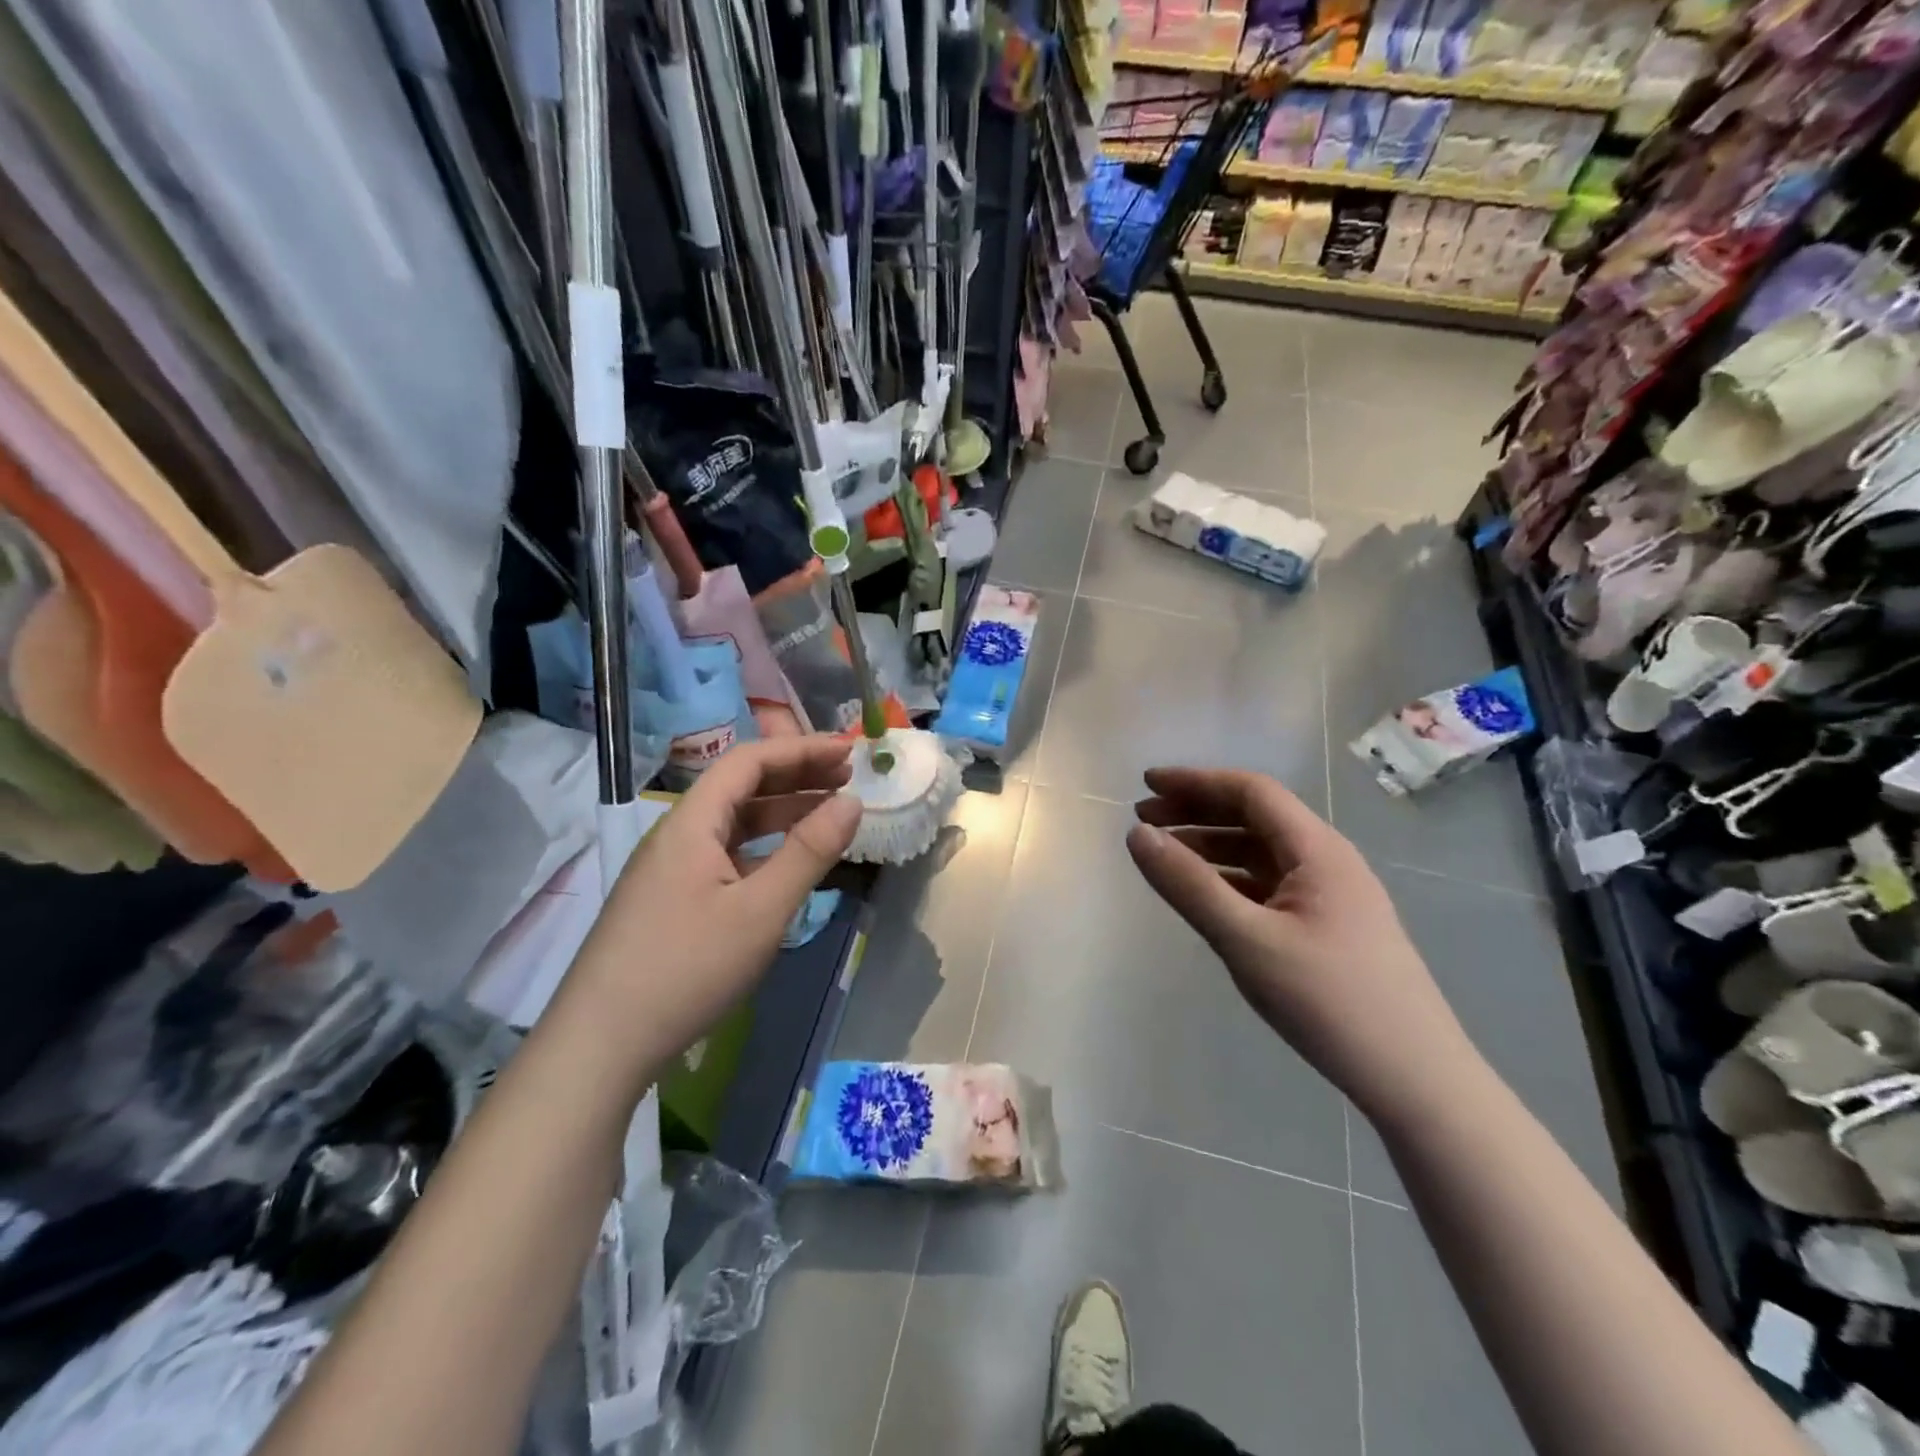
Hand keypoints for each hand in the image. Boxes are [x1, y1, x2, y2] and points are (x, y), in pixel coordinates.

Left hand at [561, 736, 861, 1075]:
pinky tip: (789, 865)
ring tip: (830, 815)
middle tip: (847, 778)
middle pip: (741, 787)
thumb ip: (809, 852)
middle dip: (796, 776)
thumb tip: (853, 801)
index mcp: (691, 822)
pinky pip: (727, 856)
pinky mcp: (672, 901)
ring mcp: (672, 870)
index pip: (749, 761)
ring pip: (734, 824)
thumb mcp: (761, 910)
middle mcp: (678, 835)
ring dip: (782, 813)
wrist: (602, 1045)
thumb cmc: (686, 968)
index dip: (801, 750)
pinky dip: (764, 848)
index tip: (848, 753)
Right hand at [1125, 767, 1480, 1121]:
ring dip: (1211, 844)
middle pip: (1255, 816)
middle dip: (1197, 810)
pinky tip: (1205, 894)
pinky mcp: (1328, 927)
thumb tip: (1137, 834)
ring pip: (1261, 851)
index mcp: (1317, 850)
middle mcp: (1327, 860)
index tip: (1145, 784)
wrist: (1415, 1080)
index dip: (1195, 781)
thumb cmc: (1329, 1001)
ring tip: (1164, 853)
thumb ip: (1189, 885)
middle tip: (1144, 818)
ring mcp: (1330, 895)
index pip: (1250, 791)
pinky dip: (1230, 877)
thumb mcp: (1246, 940)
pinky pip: (1269, 884)